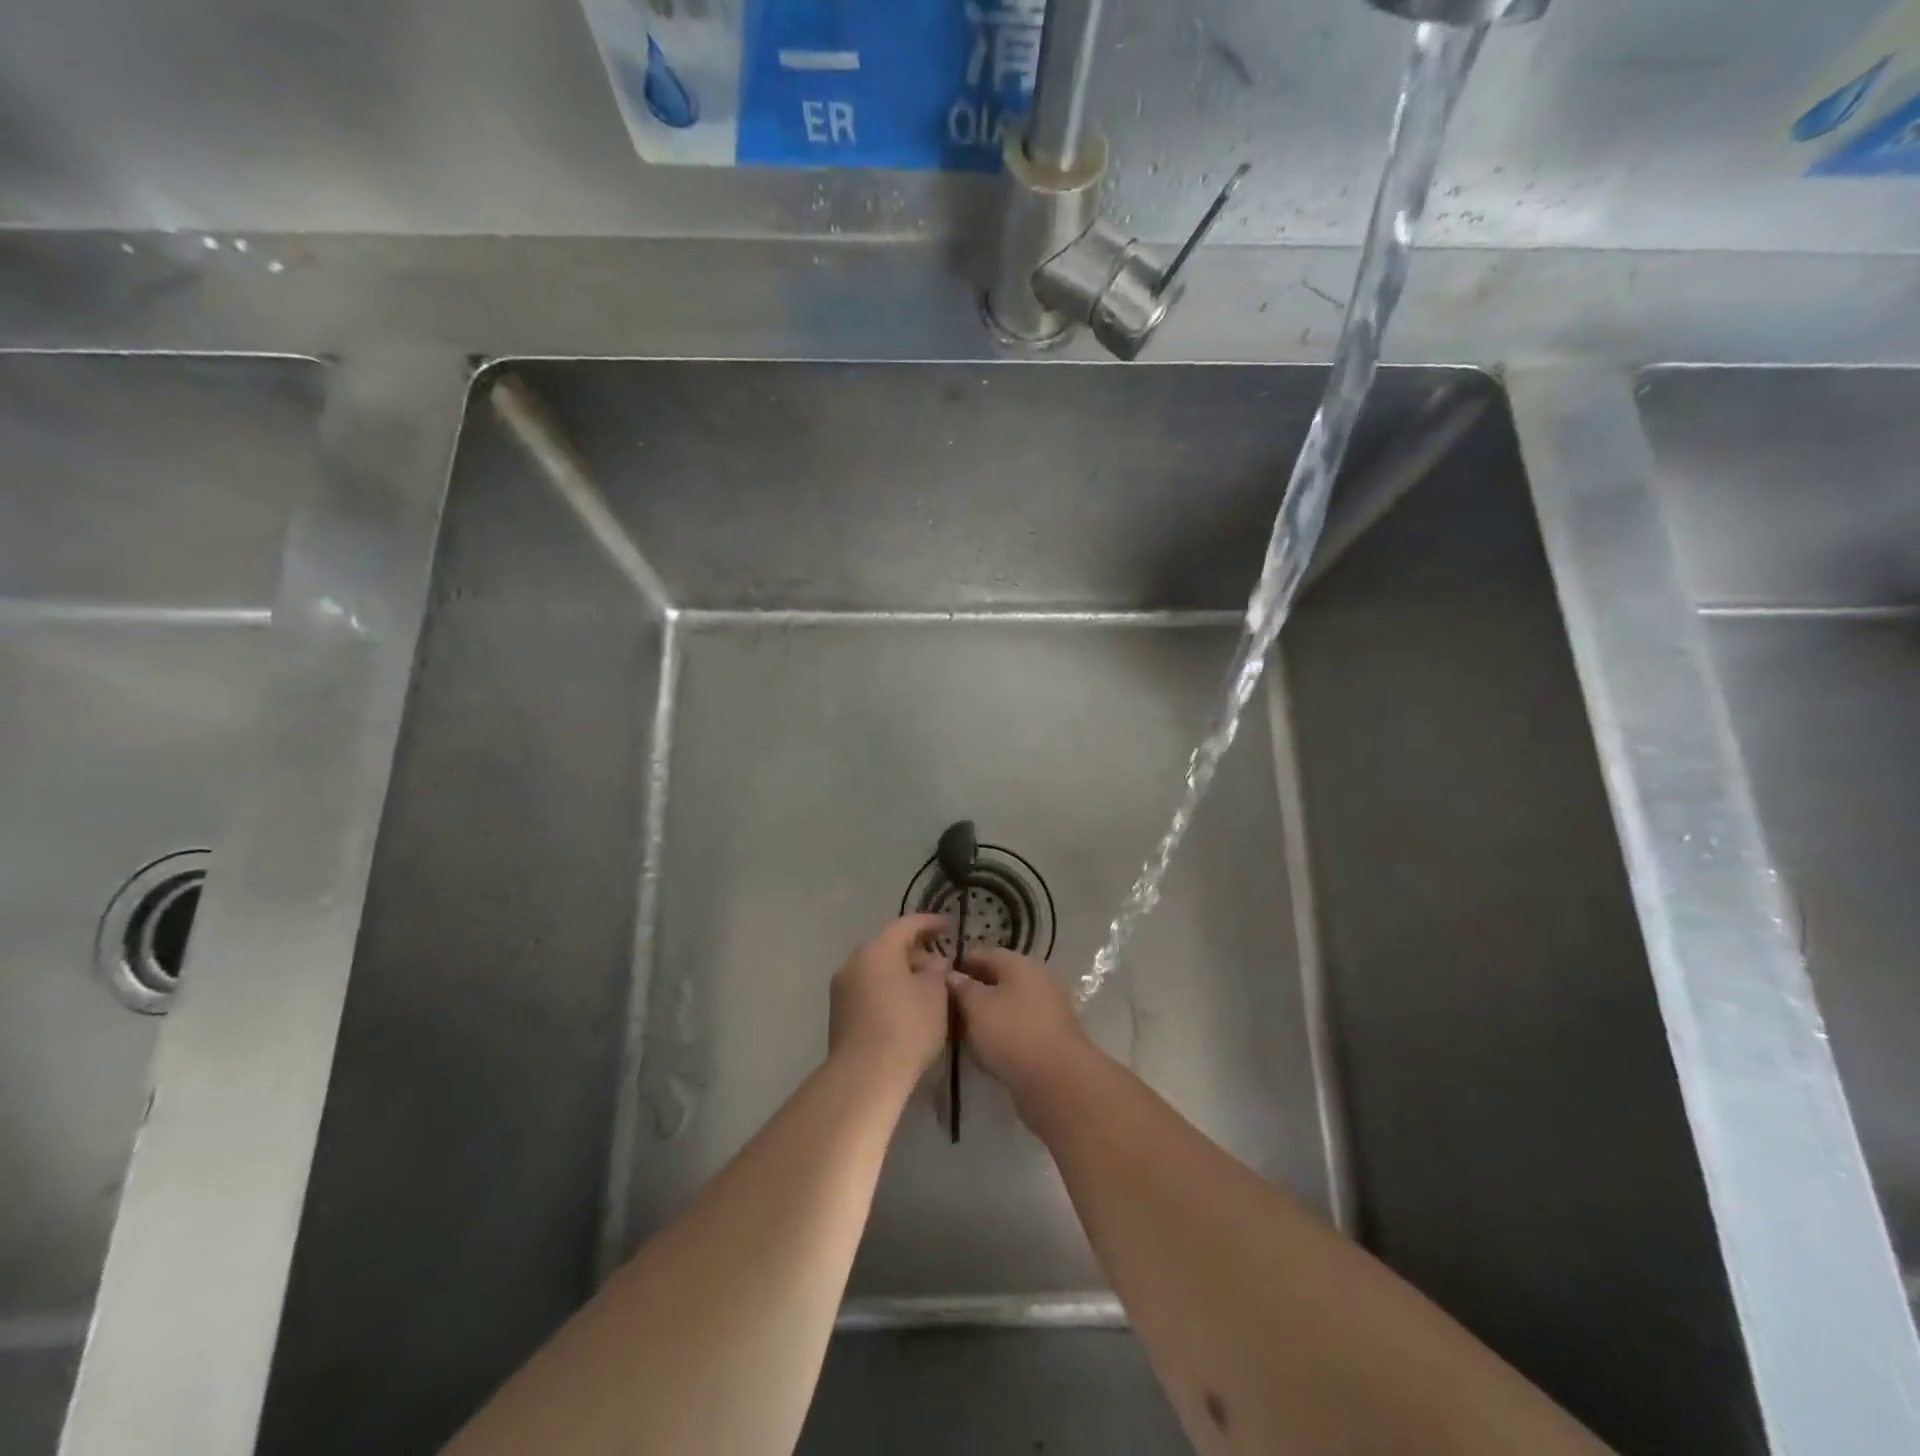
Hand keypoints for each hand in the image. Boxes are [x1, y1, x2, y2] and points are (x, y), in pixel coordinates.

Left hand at [828, 915, 951, 1095]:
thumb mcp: (935, 994)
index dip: (930, 923)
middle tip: (940, 963)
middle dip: (916, 951)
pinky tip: (906, 1007)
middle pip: (889, 946)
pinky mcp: (839, 1014)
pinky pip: (869, 990)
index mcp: (877, 949)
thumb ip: (937, 971)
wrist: (865, 1076)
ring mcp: (842, 989)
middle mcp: (854, 962)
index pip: (906, 924)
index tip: (949, 926)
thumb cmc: (906, 1027)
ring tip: (925, 987)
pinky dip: (888, 990)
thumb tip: (931, 964)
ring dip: (901, 973)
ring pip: (877, 969)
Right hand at [948, 947, 1098, 1113]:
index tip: (938, 981)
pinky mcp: (1051, 1037)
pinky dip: (1002, 1034)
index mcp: (1021, 964)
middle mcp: (1038, 980)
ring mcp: (1048, 1009)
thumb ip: (961, 987)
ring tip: (962, 1031)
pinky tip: (985, 1050)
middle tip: (947, 1009)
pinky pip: (1019, 1028)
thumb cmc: (1012, 1033)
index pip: (984, 954)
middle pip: (998, 979)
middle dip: (973, 992)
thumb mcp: (977, 1006)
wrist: (1057, 1081)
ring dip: (987, 1015)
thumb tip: (951, 975)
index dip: (960, 964)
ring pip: (1009, 1005)